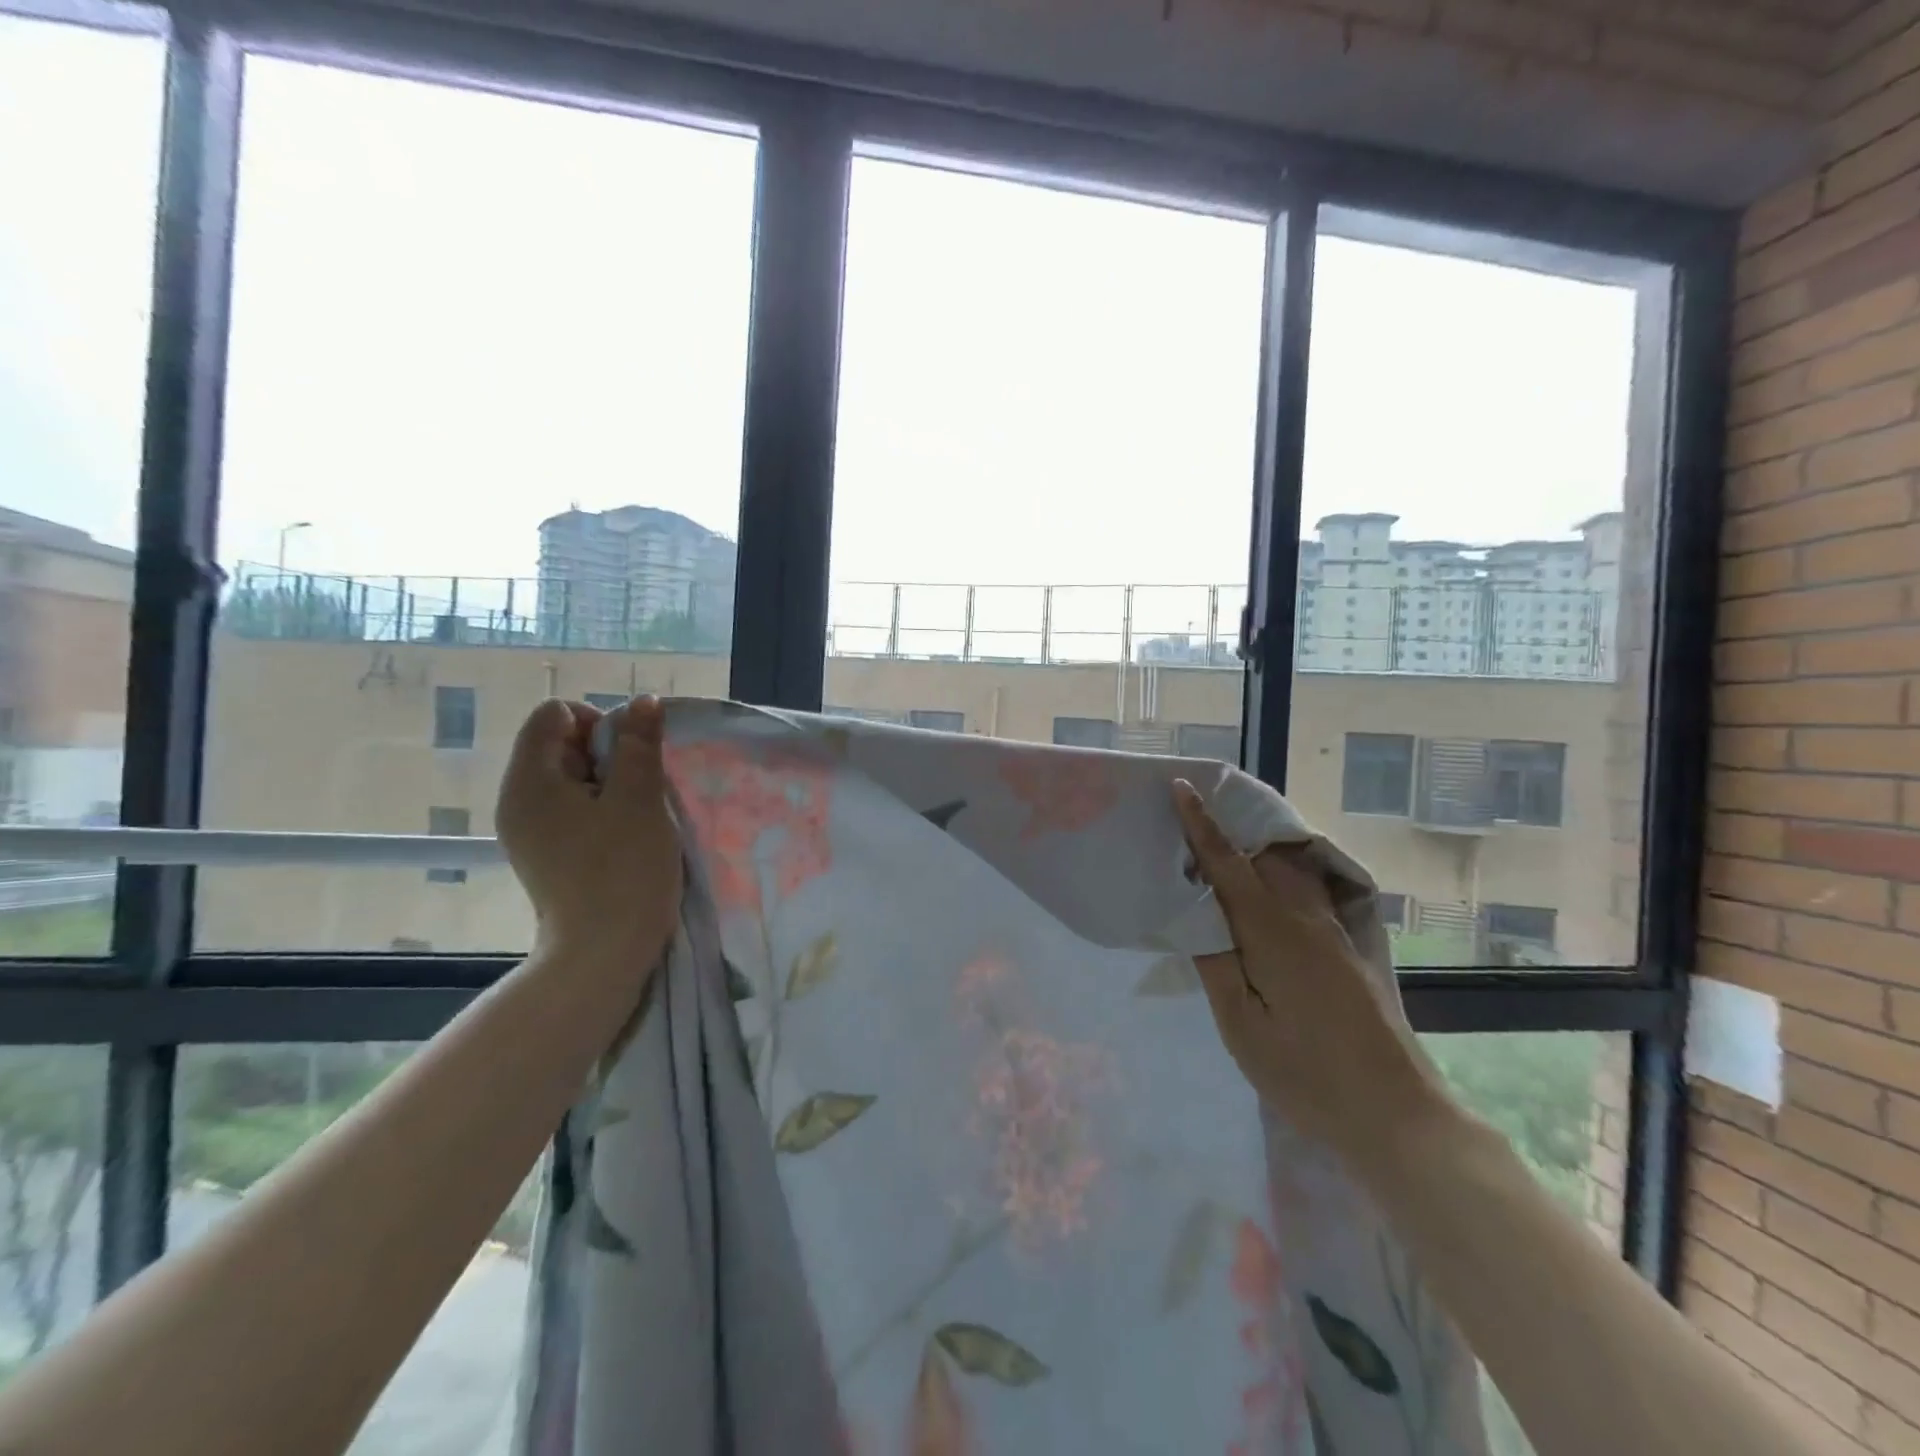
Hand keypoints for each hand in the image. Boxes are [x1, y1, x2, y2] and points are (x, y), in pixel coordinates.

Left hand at [496, 697, 682, 983]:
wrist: (603, 953)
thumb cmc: (623, 870)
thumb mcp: (640, 798)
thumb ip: (640, 744)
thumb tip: (643, 701)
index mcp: (530, 780)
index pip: (554, 714)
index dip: (599, 722)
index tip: (630, 758)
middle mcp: (517, 799)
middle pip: (560, 744)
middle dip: (607, 754)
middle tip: (637, 790)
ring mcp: (527, 829)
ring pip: (571, 778)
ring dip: (610, 783)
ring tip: (635, 815)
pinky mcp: (544, 853)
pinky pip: (570, 808)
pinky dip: (600, 809)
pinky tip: (623, 835)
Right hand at [1171, 778, 1447, 1179]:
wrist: (1398, 1114)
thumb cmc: (1307, 1073)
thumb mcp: (1241, 1026)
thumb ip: (1214, 961)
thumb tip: (1197, 913)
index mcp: (1272, 931)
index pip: (1227, 863)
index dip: (1200, 824)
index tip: (1181, 787)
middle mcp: (1306, 917)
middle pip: (1264, 854)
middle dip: (1230, 825)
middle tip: (1194, 813)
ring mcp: (1334, 931)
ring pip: (1290, 869)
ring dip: (1256, 848)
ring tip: (1225, 844)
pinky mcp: (1348, 948)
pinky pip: (1307, 891)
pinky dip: (1279, 874)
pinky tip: (1266, 892)